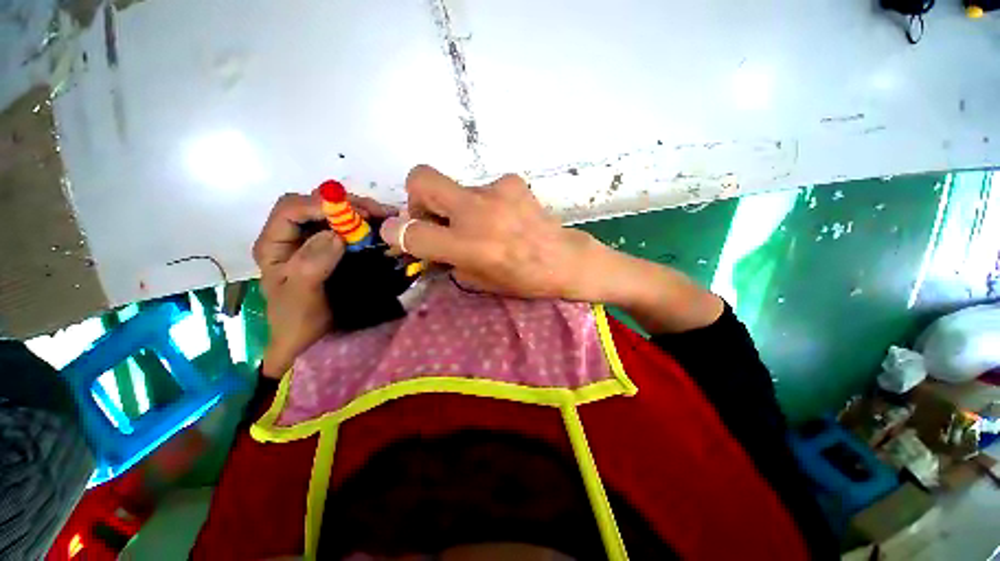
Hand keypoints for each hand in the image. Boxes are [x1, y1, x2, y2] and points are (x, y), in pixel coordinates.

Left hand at [253, 191, 394, 376]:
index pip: (291, 209)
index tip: (354, 213)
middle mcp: (294, 236)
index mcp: (275, 244)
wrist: (312, 337)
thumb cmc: (299, 319)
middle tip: (377, 213)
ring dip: (361, 212)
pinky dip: (368, 224)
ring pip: (335, 214)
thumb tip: (335, 235)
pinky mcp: (335, 249)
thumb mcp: (300, 294)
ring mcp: (316, 241)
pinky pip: (350, 229)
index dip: (320, 204)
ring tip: (386, 216)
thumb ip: (312, 264)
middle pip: (316, 205)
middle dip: (346, 205)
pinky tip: (383, 225)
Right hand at [379, 165, 603, 300]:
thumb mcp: (477, 280)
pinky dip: (484, 202)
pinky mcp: (512, 182)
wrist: (564, 260)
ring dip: (458, 206)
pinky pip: (483, 188)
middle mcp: (477, 213)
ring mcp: (496, 192)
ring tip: (484, 225)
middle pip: (421, 178)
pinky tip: (503, 216)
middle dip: (417, 197)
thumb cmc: (522, 279)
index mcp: (469, 247)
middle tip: (435, 218)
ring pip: (456, 187)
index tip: (398, 233)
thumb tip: (423, 241)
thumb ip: (446, 259)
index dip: (396, 232)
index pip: (413, 232)